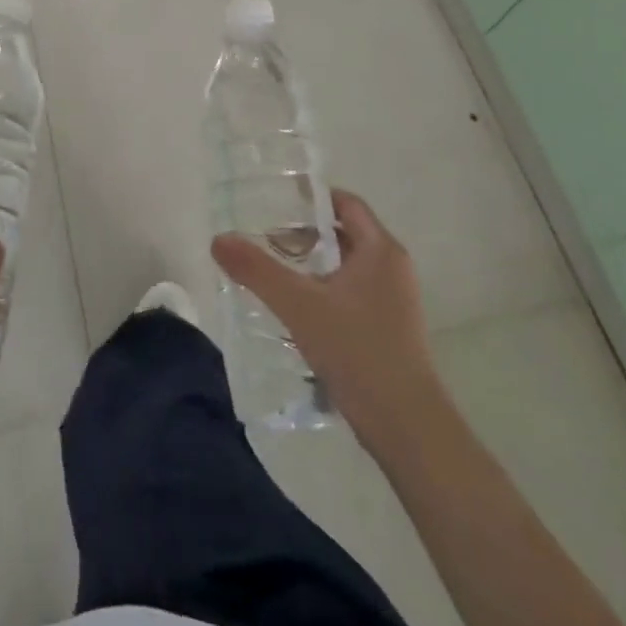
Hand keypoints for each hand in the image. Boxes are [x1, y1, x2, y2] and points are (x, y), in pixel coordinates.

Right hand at [210, 188, 439, 425]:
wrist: (407, 426)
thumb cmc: (357, 351)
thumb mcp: (298, 305)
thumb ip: (256, 269)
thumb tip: (218, 239)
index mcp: (381, 250)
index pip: (346, 203)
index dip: (311, 198)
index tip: (275, 203)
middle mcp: (392, 267)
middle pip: (344, 233)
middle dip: (305, 234)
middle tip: (264, 240)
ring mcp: (395, 300)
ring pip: (347, 266)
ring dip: (312, 264)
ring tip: (273, 273)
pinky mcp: (390, 329)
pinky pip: (352, 293)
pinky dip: (324, 290)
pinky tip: (297, 311)